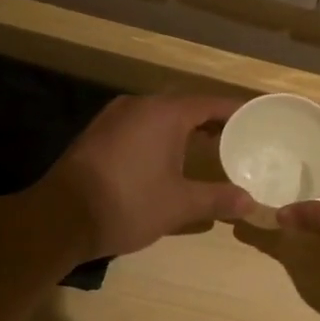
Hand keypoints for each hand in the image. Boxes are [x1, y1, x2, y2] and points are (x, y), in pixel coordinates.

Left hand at [36, 95, 253, 258]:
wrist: (61, 217)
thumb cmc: (128, 204)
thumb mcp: (179, 205)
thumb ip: (217, 198)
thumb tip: (250, 201)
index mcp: (164, 113)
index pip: (210, 103)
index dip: (236, 111)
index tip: (258, 118)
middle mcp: (139, 105)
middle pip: (185, 106)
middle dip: (211, 121)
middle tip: (238, 136)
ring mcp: (114, 117)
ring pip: (159, 116)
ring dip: (184, 129)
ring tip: (208, 148)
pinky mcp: (98, 134)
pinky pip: (140, 126)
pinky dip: (160, 137)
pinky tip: (168, 159)